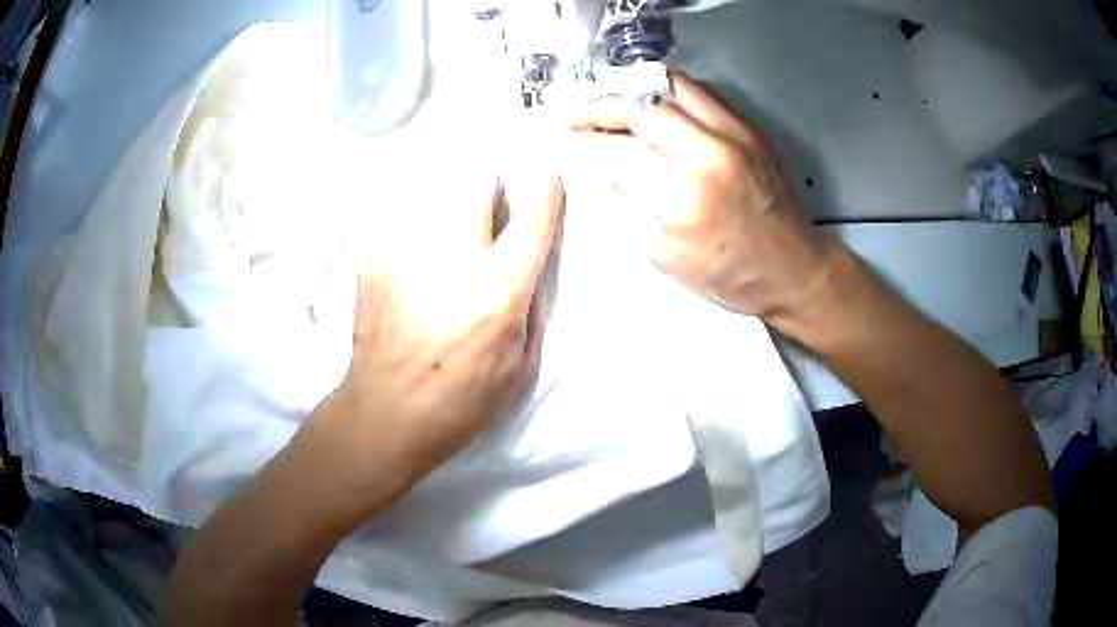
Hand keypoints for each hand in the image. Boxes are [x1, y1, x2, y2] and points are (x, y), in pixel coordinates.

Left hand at [305, 170, 563, 518]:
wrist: (385, 414)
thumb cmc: (460, 402)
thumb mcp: (520, 369)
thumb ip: (530, 311)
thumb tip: (525, 271)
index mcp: (497, 294)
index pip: (532, 224)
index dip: (546, 191)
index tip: (548, 172)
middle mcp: (452, 263)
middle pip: (475, 187)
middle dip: (489, 180)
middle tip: (490, 192)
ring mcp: (406, 257)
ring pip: (434, 195)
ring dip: (450, 201)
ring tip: (448, 225)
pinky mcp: (373, 263)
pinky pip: (401, 221)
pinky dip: (415, 224)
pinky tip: (414, 251)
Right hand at [570, 71, 833, 327]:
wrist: (793, 269)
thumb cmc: (729, 275)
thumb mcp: (666, 257)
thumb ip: (628, 207)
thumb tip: (603, 170)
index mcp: (684, 197)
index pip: (617, 151)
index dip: (582, 139)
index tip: (565, 137)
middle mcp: (710, 154)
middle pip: (639, 108)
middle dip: (599, 106)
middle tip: (579, 114)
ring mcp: (735, 135)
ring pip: (670, 87)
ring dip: (632, 90)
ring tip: (614, 101)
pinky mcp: (751, 128)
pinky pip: (702, 92)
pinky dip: (670, 90)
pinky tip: (655, 102)